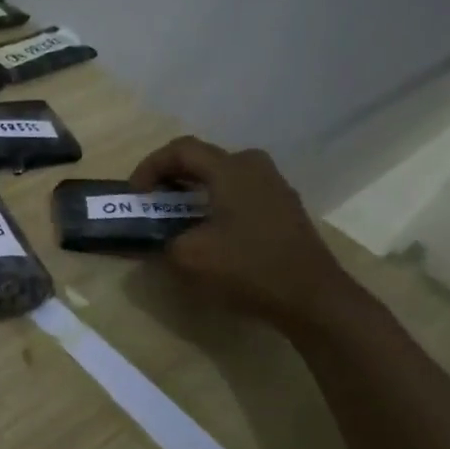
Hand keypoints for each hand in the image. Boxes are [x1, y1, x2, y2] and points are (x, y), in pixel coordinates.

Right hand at [129, 137, 362, 333]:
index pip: (181, 150)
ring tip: (178, 213)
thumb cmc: (248, 268)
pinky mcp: (284, 208)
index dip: (150, 166)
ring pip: (224, 174)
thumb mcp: (189, 257)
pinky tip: (210, 227)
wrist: (312, 298)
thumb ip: (163, 241)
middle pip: (203, 158)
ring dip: (195, 188)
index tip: (136, 194)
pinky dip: (217, 200)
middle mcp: (255, 167)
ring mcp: (275, 186)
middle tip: (154, 199)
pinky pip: (241, 191)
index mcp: (231, 169)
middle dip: (172, 175)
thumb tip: (160, 238)